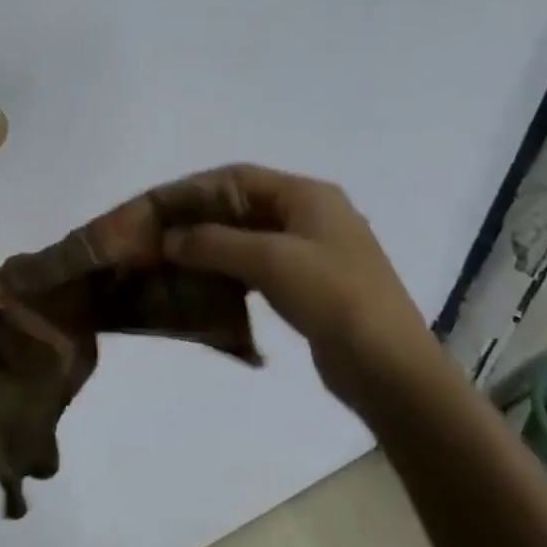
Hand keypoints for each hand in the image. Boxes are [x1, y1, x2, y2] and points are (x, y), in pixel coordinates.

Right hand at [159, 164, 447, 409]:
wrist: (390, 368)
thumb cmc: (333, 297)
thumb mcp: (269, 260)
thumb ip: (212, 242)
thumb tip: (168, 238)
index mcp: (307, 195)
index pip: (237, 177)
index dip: (192, 189)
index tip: (156, 207)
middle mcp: (310, 215)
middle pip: (240, 205)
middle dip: (197, 219)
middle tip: (157, 235)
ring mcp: (312, 251)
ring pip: (247, 237)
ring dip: (209, 246)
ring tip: (171, 259)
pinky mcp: (309, 285)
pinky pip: (257, 266)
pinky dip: (227, 269)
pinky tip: (203, 283)